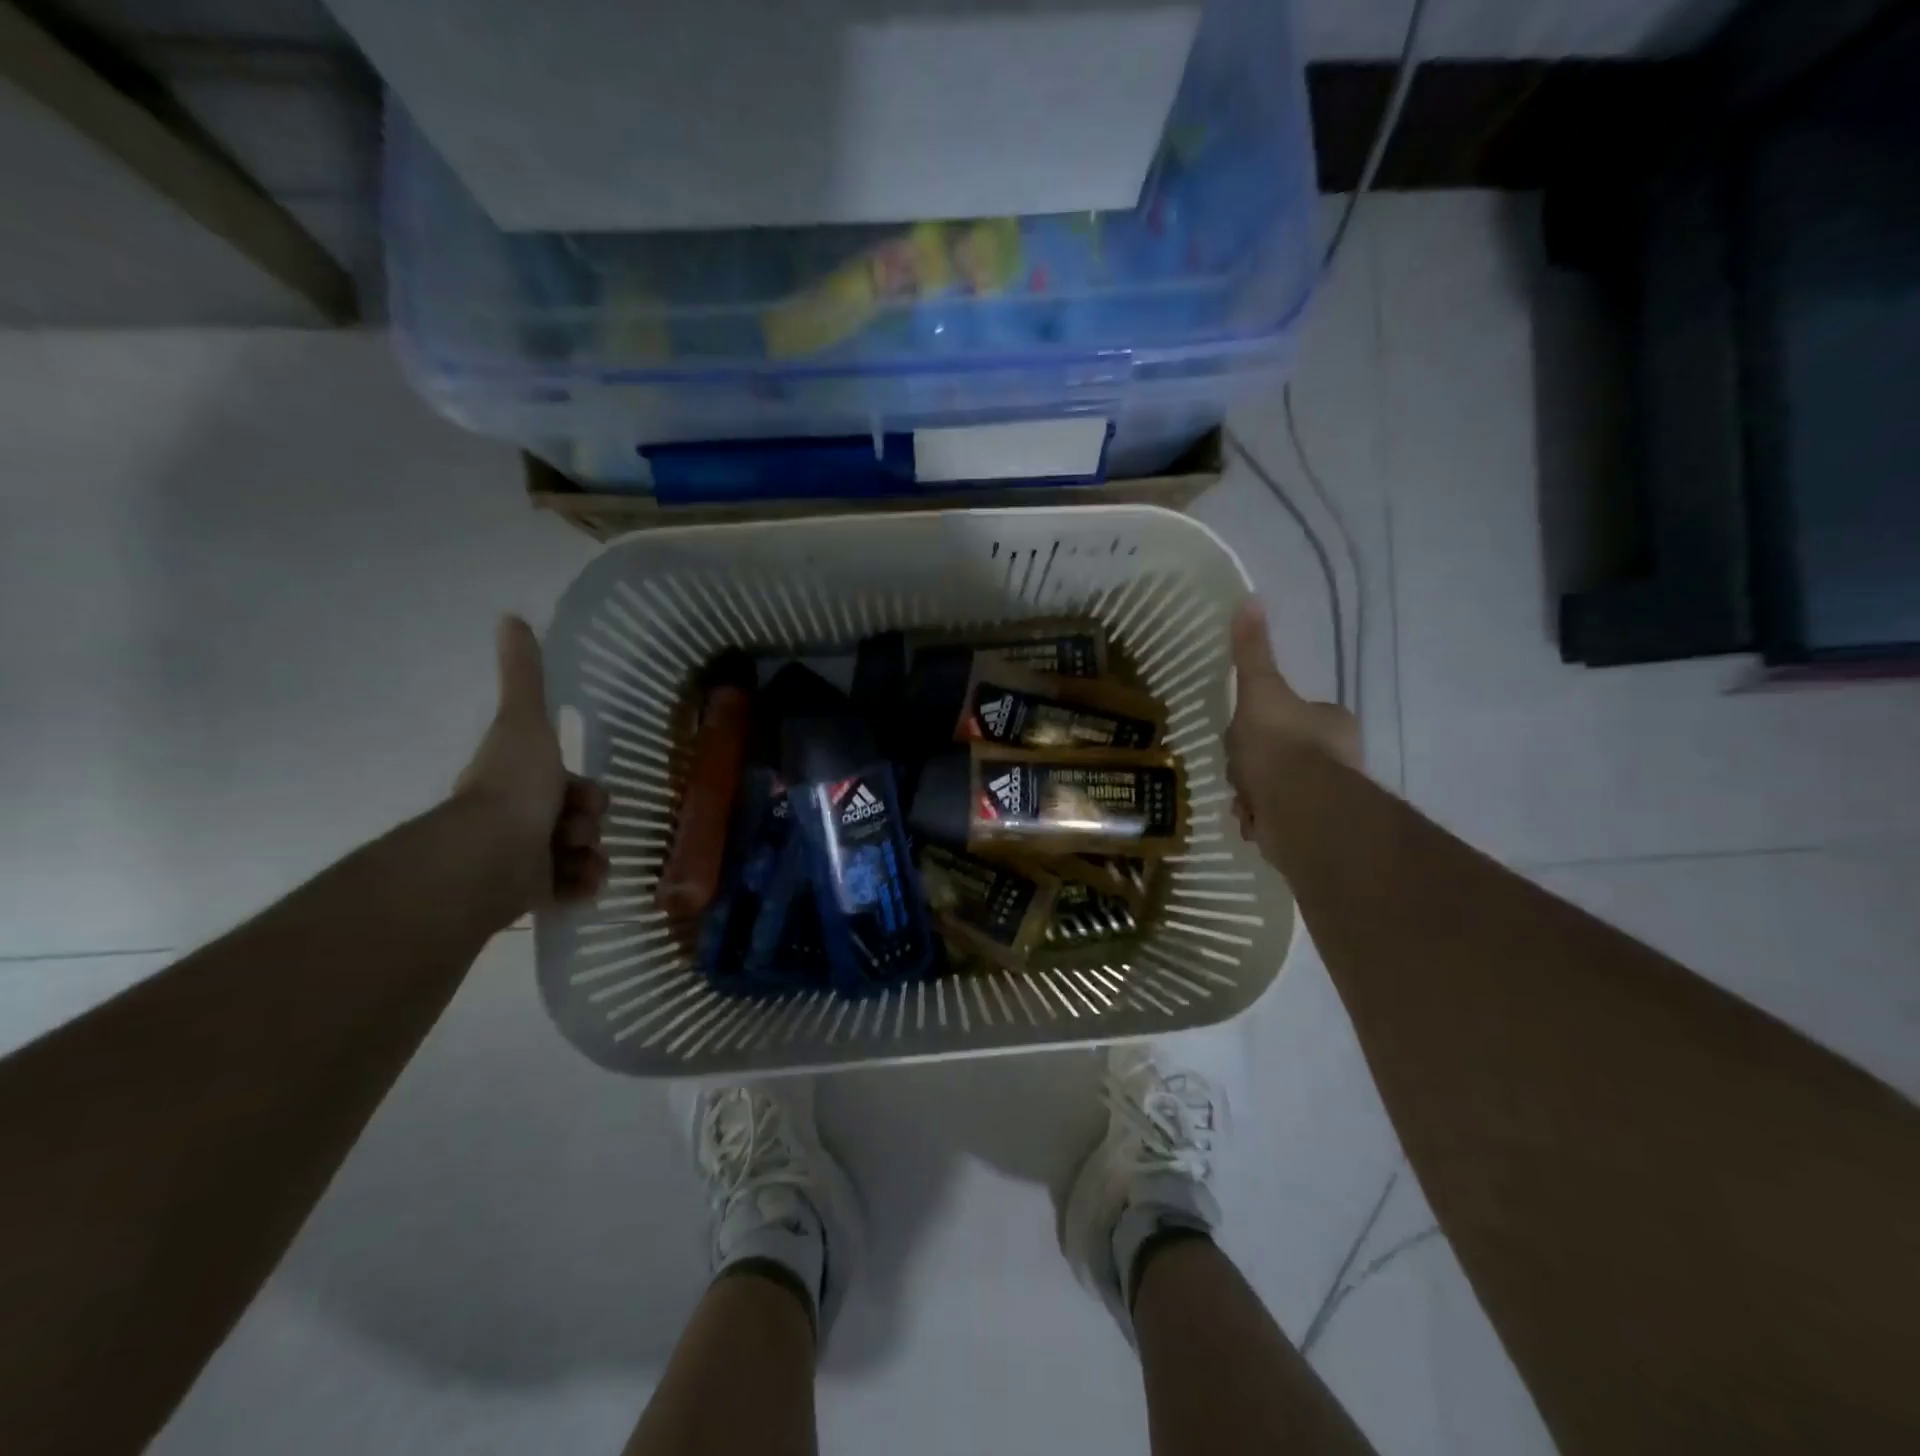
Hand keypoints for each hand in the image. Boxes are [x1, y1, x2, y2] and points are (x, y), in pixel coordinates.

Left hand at [455, 617, 608, 913]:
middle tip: (576, 830)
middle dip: (589, 824)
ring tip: (578, 861)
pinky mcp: (531, 897)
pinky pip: (574, 888)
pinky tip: (581, 883)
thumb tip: (511, 617)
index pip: (571, 787)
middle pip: (581, 820)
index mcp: (521, 784)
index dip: (586, 791)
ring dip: (591, 856)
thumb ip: (524, 676)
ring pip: (581, 855)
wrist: (490, 856)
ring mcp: (525, 861)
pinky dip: (584, 885)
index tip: (583, 797)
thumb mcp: (526, 721)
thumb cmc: (514, 786)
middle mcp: (521, 822)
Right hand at [1225, 598, 1361, 862]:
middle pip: (1282, 754)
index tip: (1244, 734)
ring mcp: (1327, 796)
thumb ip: (1252, 653)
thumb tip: (1250, 599)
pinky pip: (1277, 819)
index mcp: (1331, 722)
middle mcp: (1338, 758)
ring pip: (1276, 788)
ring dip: (1254, 794)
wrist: (1299, 809)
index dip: (1264, 724)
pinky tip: (1251, 819)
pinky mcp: (1315, 829)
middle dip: (1255, 764)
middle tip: (1239, 769)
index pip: (1294, 716)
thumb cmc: (1280, 744)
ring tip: (1244, 799)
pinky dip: (1261, 819)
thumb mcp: (1259, 691)